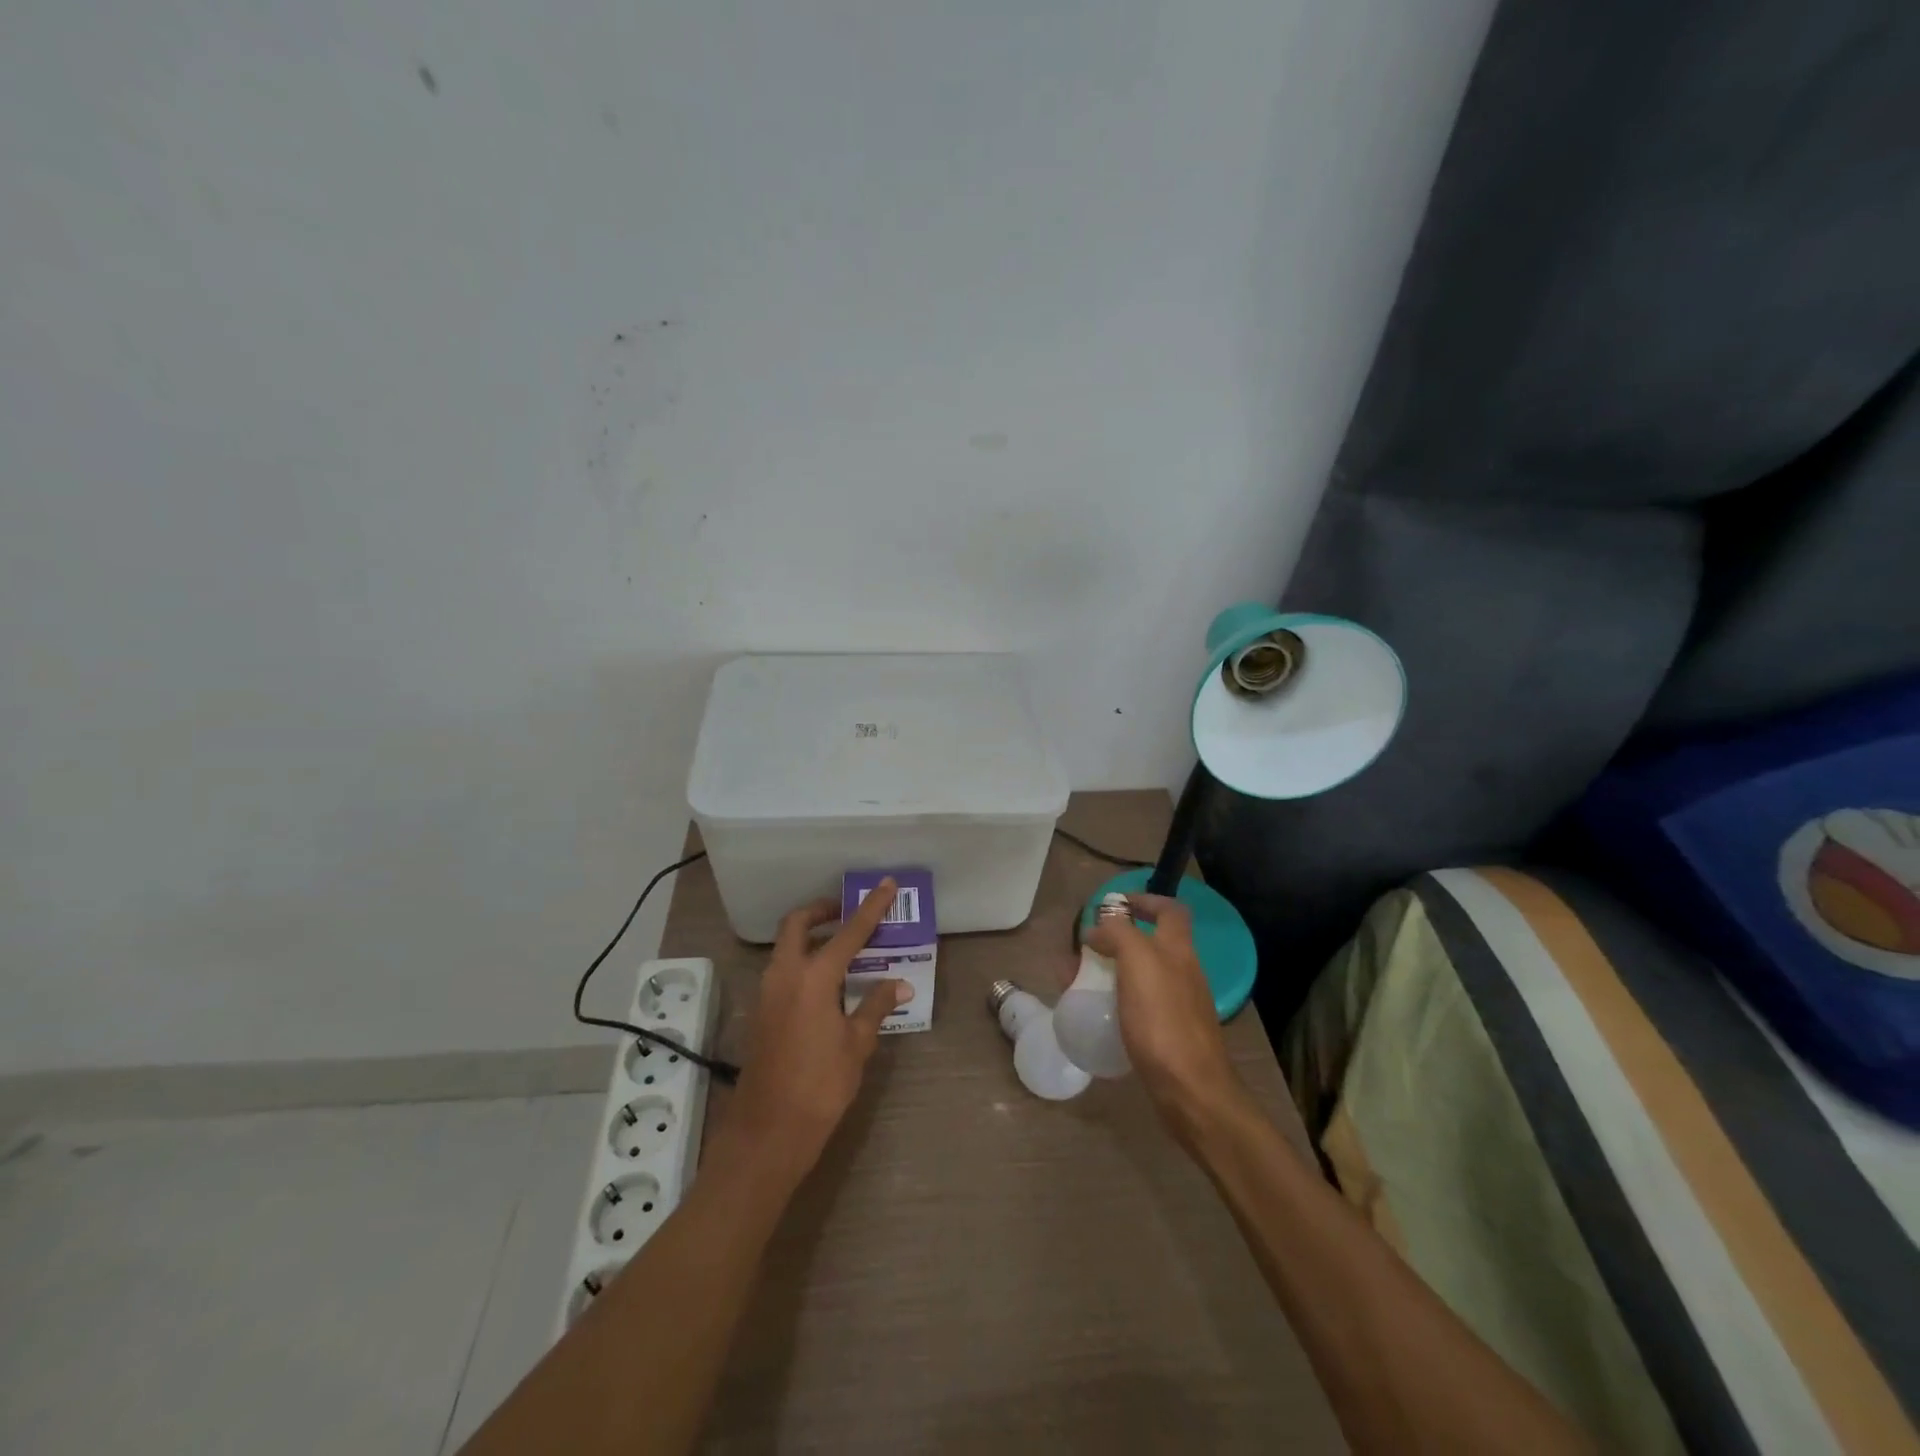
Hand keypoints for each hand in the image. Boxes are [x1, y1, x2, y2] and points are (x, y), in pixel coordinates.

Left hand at [718, 880, 906, 1183]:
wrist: (766, 1134)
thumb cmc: (819, 1087)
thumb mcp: (856, 1045)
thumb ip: (876, 1006)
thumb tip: (900, 983)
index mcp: (813, 978)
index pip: (848, 932)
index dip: (870, 908)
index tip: (884, 885)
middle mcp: (785, 975)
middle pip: (798, 925)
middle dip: (822, 911)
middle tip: (847, 913)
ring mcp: (767, 993)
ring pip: (786, 947)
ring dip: (811, 937)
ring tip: (844, 947)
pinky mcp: (761, 1012)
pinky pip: (783, 971)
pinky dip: (804, 963)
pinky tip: (827, 985)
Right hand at [1086, 893, 1249, 1140]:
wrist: (1192, 1091)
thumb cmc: (1163, 1021)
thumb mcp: (1137, 962)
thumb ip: (1119, 934)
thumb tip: (1100, 928)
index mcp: (1178, 950)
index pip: (1169, 909)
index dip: (1144, 900)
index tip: (1113, 904)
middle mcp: (1183, 972)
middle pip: (1151, 943)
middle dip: (1117, 940)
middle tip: (1084, 949)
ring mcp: (1179, 1006)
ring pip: (1142, 975)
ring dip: (1112, 971)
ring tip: (1079, 981)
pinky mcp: (1170, 1035)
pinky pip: (1139, 1005)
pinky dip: (1117, 1001)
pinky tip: (1097, 1014)